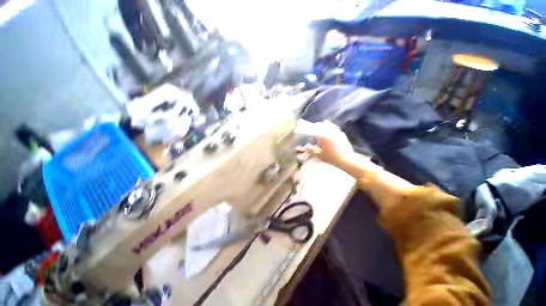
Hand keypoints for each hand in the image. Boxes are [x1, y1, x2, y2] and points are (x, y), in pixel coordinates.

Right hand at [296, 121, 354, 167]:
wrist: (346, 159)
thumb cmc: (331, 158)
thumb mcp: (319, 155)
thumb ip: (311, 150)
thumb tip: (307, 146)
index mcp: (323, 135)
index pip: (315, 128)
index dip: (311, 127)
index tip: (308, 128)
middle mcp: (330, 131)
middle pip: (322, 124)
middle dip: (318, 125)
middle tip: (315, 126)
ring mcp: (337, 132)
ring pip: (330, 125)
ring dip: (325, 125)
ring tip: (323, 126)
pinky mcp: (342, 135)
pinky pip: (335, 129)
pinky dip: (332, 128)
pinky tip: (331, 131)